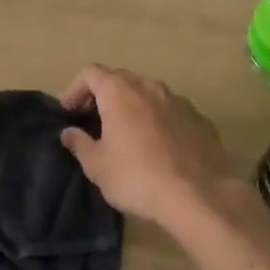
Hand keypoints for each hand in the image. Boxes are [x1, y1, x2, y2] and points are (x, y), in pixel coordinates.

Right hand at [57, 64, 241, 226]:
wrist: (198, 196)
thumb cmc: (137, 178)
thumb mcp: (97, 166)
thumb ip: (80, 144)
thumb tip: (69, 132)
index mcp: (120, 91)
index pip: (90, 73)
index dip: (75, 89)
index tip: (69, 113)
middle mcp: (150, 86)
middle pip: (119, 78)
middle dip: (102, 94)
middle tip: (92, 121)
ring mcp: (179, 100)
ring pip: (147, 92)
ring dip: (131, 105)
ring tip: (125, 133)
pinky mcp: (200, 118)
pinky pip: (170, 110)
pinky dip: (157, 119)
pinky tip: (157, 146)